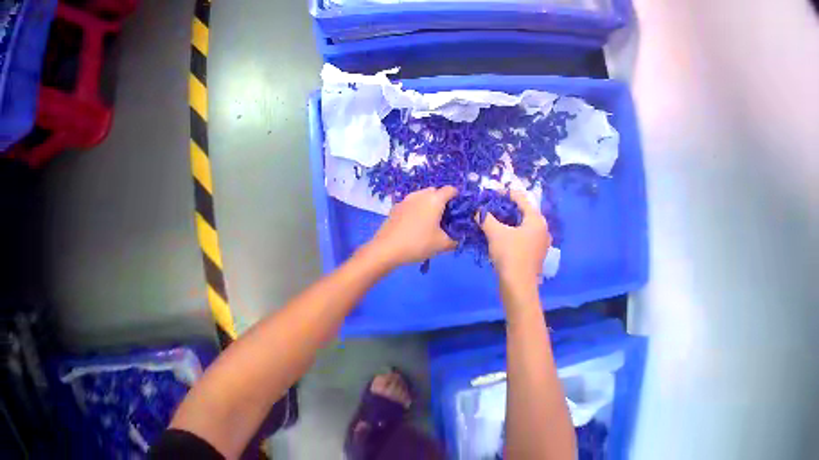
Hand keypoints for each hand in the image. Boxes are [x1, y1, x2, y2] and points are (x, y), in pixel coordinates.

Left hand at [366, 187, 457, 267]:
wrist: (387, 249)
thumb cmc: (418, 243)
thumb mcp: (442, 245)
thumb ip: (455, 240)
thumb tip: (458, 239)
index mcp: (434, 199)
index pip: (451, 190)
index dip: (457, 198)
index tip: (458, 212)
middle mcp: (420, 195)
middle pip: (435, 192)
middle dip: (442, 202)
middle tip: (444, 219)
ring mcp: (406, 200)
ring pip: (422, 197)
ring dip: (428, 205)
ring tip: (429, 223)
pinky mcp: (395, 207)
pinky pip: (411, 204)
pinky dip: (416, 210)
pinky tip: (414, 226)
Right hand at [479, 190, 550, 283]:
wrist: (518, 286)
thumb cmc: (510, 255)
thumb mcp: (495, 233)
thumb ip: (485, 218)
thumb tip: (478, 210)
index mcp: (536, 219)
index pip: (521, 198)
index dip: (504, 193)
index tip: (489, 194)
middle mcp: (542, 228)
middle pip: (523, 211)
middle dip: (505, 208)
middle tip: (489, 208)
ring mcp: (541, 242)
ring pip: (523, 225)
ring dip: (508, 222)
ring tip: (492, 222)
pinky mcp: (536, 254)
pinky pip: (524, 237)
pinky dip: (512, 234)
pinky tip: (500, 238)